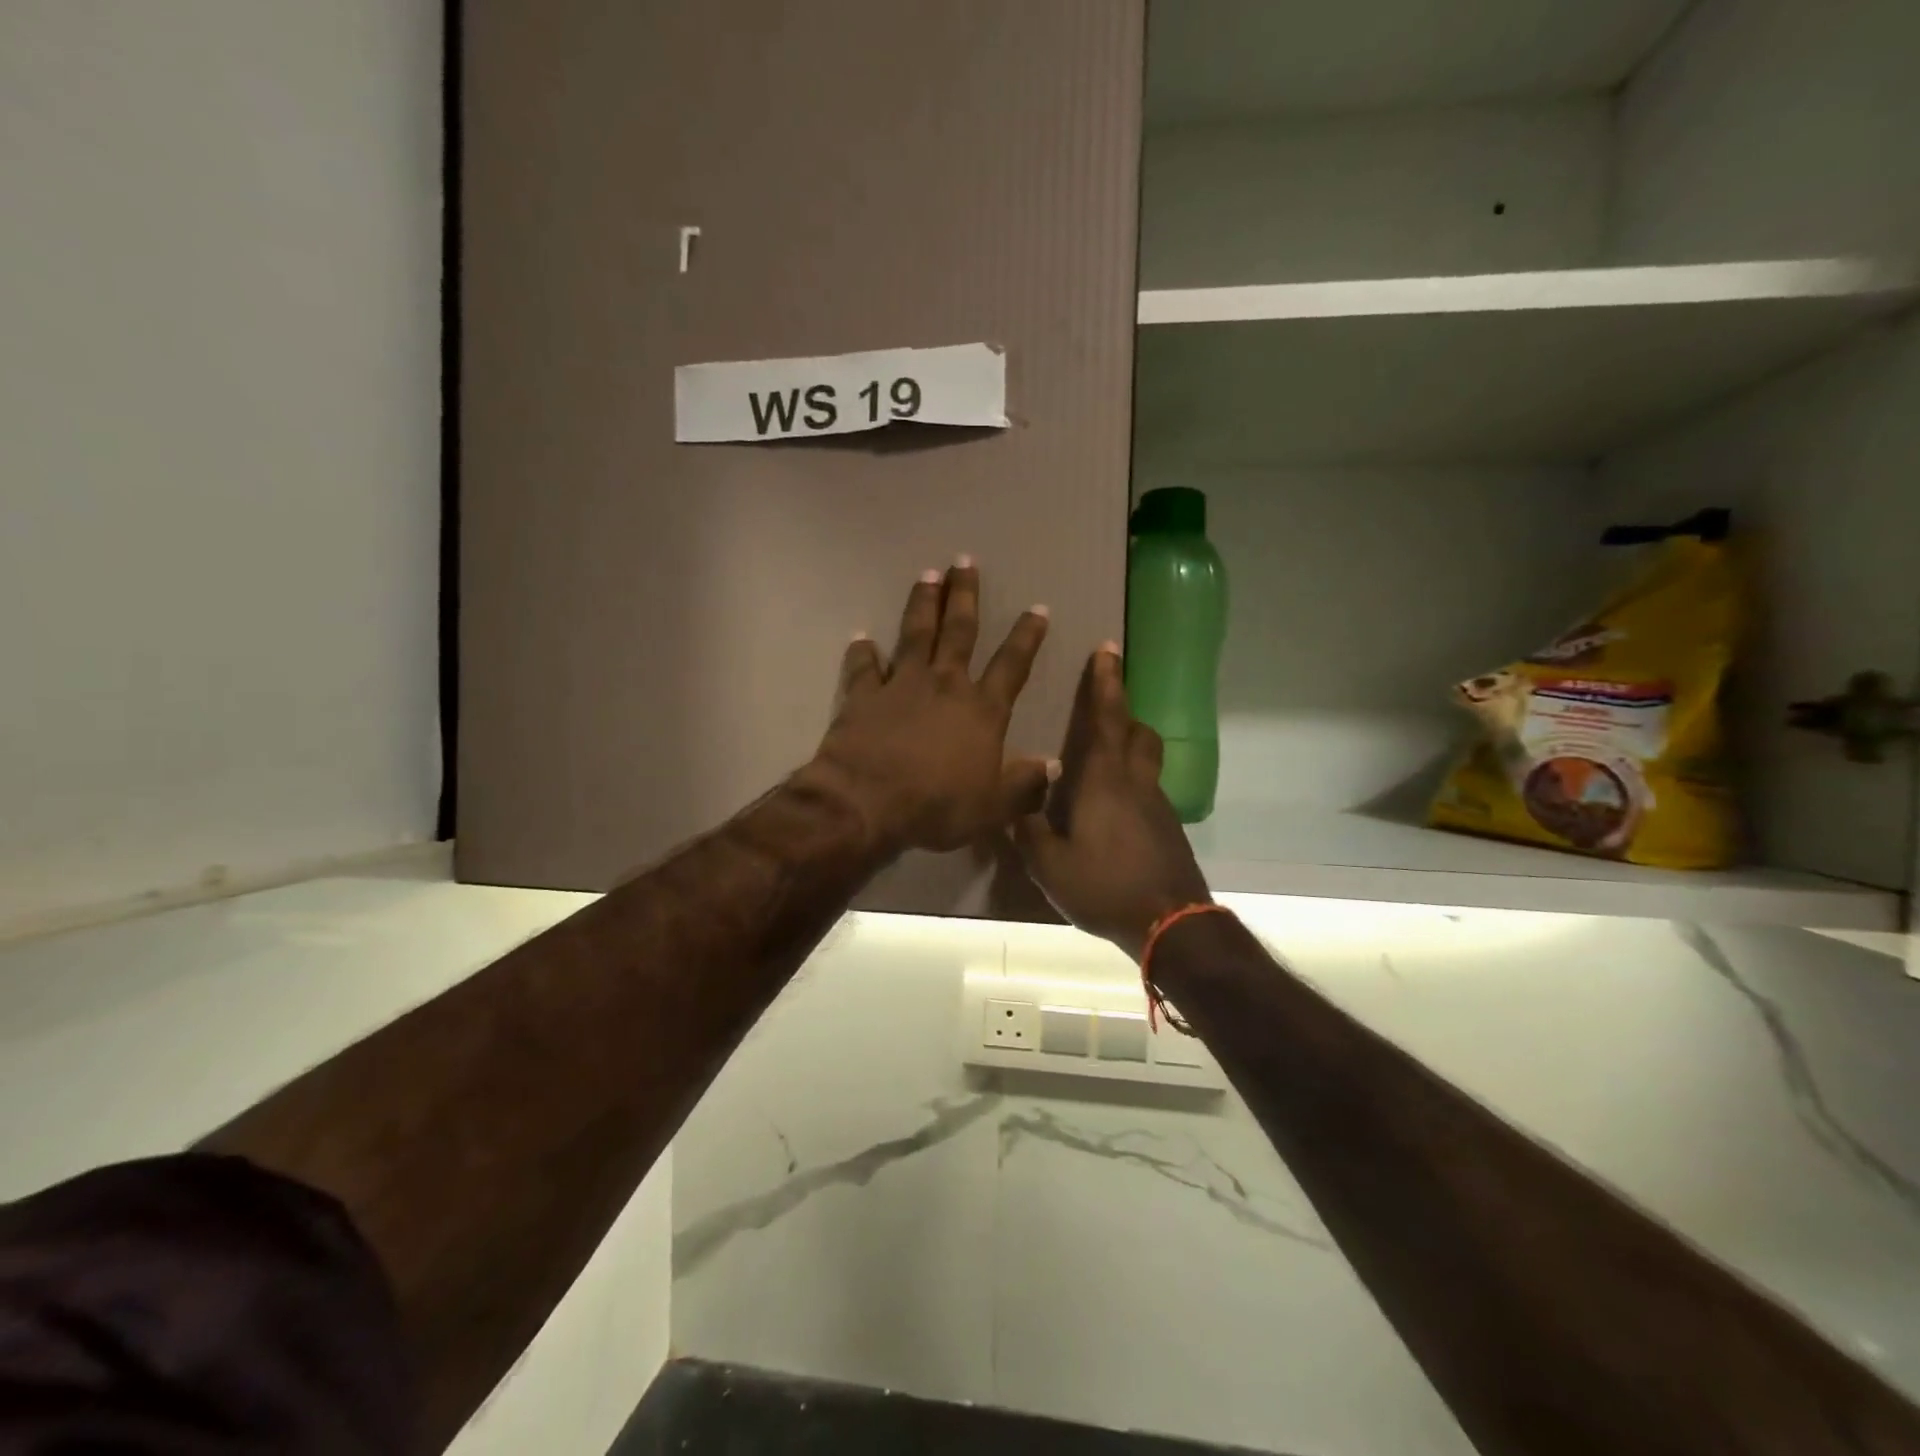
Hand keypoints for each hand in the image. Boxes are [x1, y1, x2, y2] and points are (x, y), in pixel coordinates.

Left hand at [804, 560, 1055, 853]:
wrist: (867, 803)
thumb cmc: (936, 807)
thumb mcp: (993, 807)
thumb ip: (1024, 785)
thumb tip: (1052, 765)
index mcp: (981, 710)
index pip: (1012, 665)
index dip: (1027, 636)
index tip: (1037, 609)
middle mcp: (945, 685)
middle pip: (959, 631)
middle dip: (965, 595)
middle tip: (965, 561)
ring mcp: (901, 685)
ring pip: (915, 633)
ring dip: (923, 604)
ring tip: (928, 575)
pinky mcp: (863, 695)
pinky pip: (863, 667)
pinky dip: (863, 652)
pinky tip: (861, 638)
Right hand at [1014, 645, 1211, 958]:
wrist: (1170, 923)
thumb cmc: (1104, 886)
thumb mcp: (1049, 865)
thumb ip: (1029, 831)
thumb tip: (1018, 808)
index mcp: (1104, 780)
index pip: (1107, 718)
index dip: (1106, 682)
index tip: (1107, 649)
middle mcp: (1135, 783)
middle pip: (1137, 733)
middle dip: (1123, 713)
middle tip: (1103, 711)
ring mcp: (1157, 806)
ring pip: (1146, 762)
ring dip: (1129, 750)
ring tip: (1101, 766)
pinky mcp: (1168, 829)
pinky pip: (1148, 792)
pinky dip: (1132, 787)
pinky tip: (1111, 815)